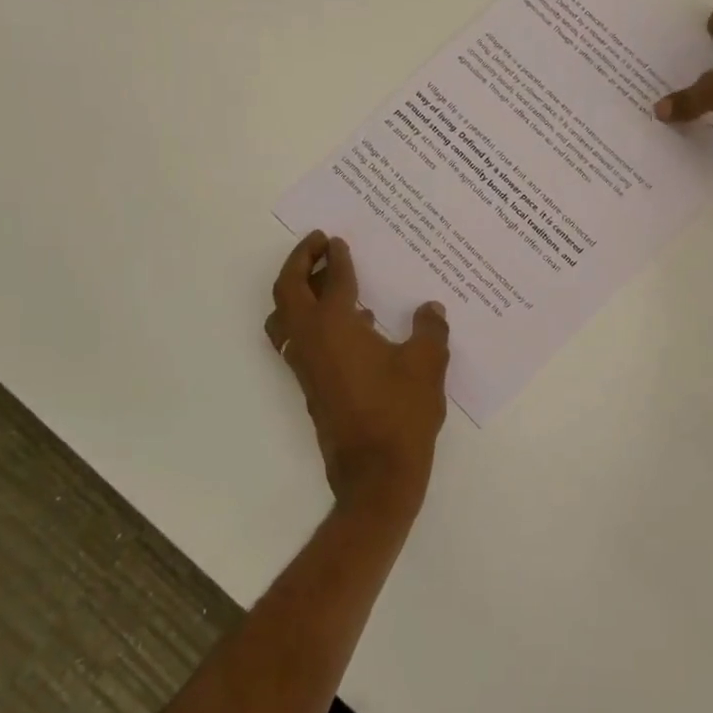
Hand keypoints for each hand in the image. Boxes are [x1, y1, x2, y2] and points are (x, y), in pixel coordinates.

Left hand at [264, 232, 450, 527]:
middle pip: (288, 290)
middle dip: (300, 261)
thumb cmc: (401, 412)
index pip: (333, 280)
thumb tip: (429, 308)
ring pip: (283, 316)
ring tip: (323, 279)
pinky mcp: (310, 385)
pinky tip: (347, 324)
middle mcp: (310, 340)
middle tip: (317, 243)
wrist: (375, 472)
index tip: (338, 240)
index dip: (337, 257)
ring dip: (295, 290)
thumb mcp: (427, 363)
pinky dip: (306, 318)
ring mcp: (305, 365)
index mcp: (335, 326)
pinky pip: (296, 338)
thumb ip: (429, 329)